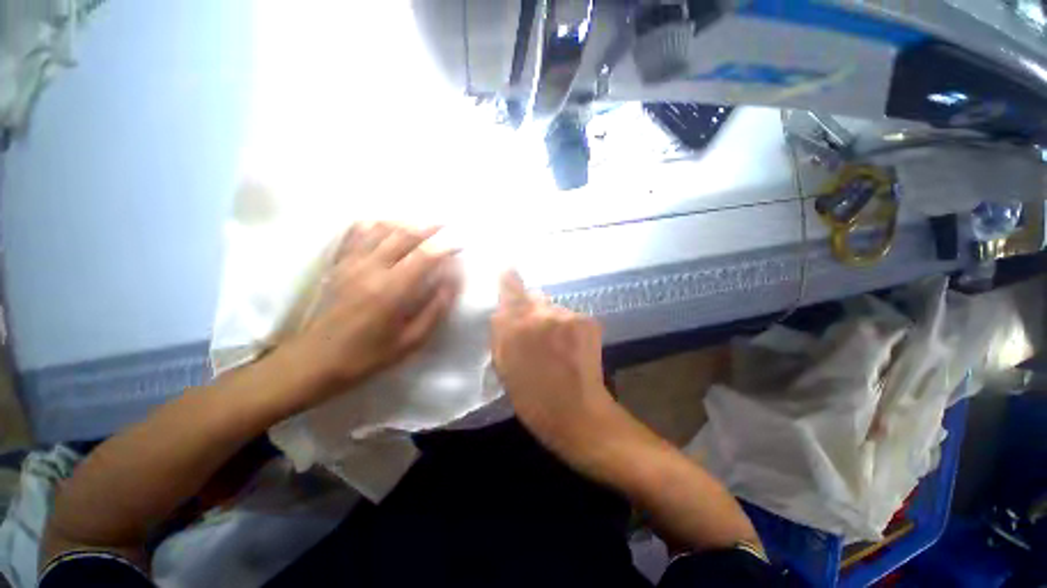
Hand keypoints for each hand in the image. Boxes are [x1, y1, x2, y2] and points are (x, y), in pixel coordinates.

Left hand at [291, 222, 459, 402]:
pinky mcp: (339, 262)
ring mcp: (351, 262)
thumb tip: (453, 279)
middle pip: (405, 234)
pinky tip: (389, 227)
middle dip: (430, 226)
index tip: (461, 243)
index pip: (425, 255)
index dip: (447, 245)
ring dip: (407, 222)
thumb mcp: (412, 340)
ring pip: (382, 227)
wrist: (316, 360)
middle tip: (447, 225)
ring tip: (423, 225)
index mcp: (391, 290)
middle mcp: (371, 268)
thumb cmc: (369, 355)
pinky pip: (357, 231)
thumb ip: (436, 307)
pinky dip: (377, 223)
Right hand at [490, 271, 615, 460]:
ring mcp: (567, 315)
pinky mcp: (587, 320)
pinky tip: (571, 346)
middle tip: (535, 331)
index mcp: (515, 328)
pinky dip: (567, 326)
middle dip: (530, 309)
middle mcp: (540, 314)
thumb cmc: (533, 398)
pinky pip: (569, 315)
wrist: (578, 414)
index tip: (508, 272)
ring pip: (552, 307)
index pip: (510, 287)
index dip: (509, 278)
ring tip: (556, 344)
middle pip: (533, 296)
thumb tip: (504, 310)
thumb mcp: (504, 366)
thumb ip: (501, 333)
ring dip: (550, 319)